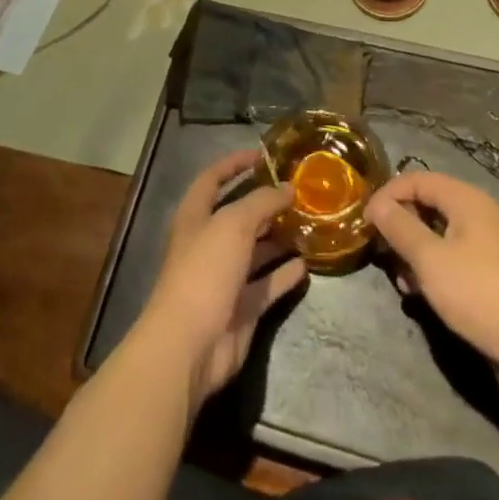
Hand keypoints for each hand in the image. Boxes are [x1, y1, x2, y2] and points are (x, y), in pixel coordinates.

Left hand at [133, 150, 308, 403]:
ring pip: (255, 251)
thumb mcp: (234, 223)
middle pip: (238, 215)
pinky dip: (284, 274)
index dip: (234, 163)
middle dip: (265, 202)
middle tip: (298, 191)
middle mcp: (208, 243)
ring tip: (308, 223)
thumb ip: (262, 201)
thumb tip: (288, 187)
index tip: (263, 154)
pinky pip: (267, 285)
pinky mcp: (241, 309)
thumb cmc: (205, 270)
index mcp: (195, 216)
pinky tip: (307, 264)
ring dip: (278, 238)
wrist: (190, 345)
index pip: (213, 178)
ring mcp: (224, 278)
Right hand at [365, 170, 498, 379]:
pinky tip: (423, 292)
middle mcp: (475, 210)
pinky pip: (451, 252)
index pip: (415, 179)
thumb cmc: (480, 293)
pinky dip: (433, 264)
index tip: (365, 223)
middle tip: (381, 252)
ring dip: (414, 249)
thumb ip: (401, 229)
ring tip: (401, 279)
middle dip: (400, 224)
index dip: (387, 196)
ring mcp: (485, 238)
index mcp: (463, 198)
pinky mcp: (490, 266)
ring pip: (437, 230)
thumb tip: (377, 204)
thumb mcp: (431, 260)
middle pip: (426, 203)